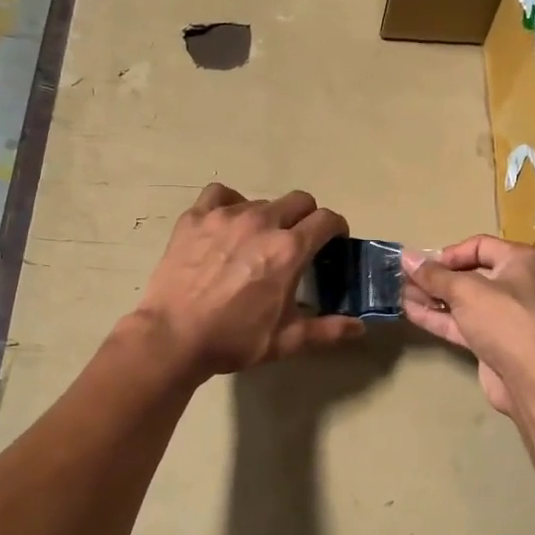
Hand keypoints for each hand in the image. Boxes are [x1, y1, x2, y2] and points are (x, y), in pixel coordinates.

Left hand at [133, 184, 364, 377]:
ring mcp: (225, 215)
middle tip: (298, 242)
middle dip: (307, 218)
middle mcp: (262, 222)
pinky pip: (220, 194)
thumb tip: (360, 326)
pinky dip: (229, 203)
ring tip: (257, 240)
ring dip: (268, 216)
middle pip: (299, 200)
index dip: (336, 228)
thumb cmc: (234, 339)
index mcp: (289, 249)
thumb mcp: (287, 340)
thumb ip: (328, 330)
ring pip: (261, 201)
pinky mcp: (195, 218)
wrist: (174, 337)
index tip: (332, 242)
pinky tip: (226, 223)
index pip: (326, 219)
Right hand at [402, 236, 534, 416]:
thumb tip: (407, 256)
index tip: (424, 265)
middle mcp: (515, 285)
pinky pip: (461, 323)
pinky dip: (438, 317)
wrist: (533, 379)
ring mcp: (504, 316)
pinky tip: (410, 312)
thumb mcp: (466, 291)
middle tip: (403, 278)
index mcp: (519, 261)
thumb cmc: (505, 320)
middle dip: (436, 277)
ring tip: (398, 293)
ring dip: (432, 297)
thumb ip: (434, 275)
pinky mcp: (492, 342)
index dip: (449, 253)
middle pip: (469, 274)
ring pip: (462, 302)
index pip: (480, 245)